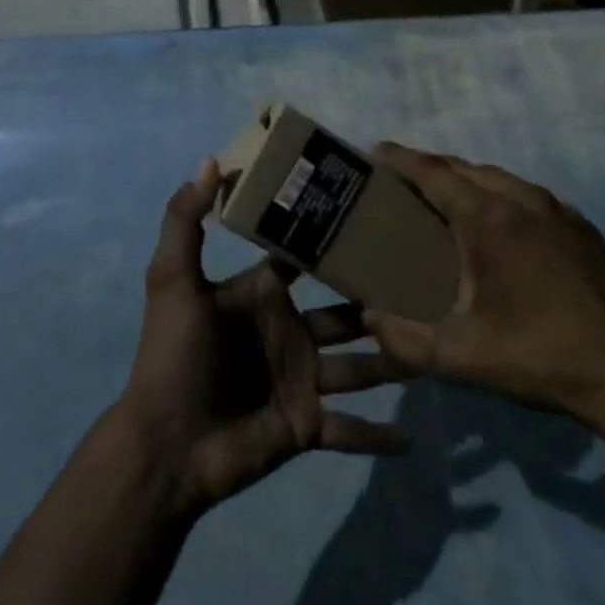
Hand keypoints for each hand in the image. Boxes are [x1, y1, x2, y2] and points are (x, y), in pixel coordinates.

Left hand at [119, 160, 409, 516]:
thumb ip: (186, 220)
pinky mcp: (306, 425)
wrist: (167, 445)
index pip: (306, 258)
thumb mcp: (173, 280)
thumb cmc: (174, 355)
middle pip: (346, 312)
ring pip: (360, 367)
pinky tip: (412, 439)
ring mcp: (301, 379)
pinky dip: (378, 436)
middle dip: (380, 301)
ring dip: (393, 361)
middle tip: (428, 284)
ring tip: (437, 347)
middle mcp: (290, 331)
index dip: (335, 237)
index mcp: (263, 294)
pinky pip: (350, 431)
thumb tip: (211, 160)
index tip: (377, 217)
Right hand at [362, 145, 604, 444]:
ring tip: (445, 196)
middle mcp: (522, 201)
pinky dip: (502, 193)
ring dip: (467, 178)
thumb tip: (368, 318)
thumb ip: (404, 339)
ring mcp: (558, 210)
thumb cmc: (537, 356)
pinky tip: (499, 220)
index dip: (402, 159)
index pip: (435, 174)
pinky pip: (530, 194)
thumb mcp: (461, 357)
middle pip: (466, 168)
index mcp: (489, 221)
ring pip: (501, 178)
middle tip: (402, 179)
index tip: (376, 151)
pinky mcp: (582, 227)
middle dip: (431, 166)